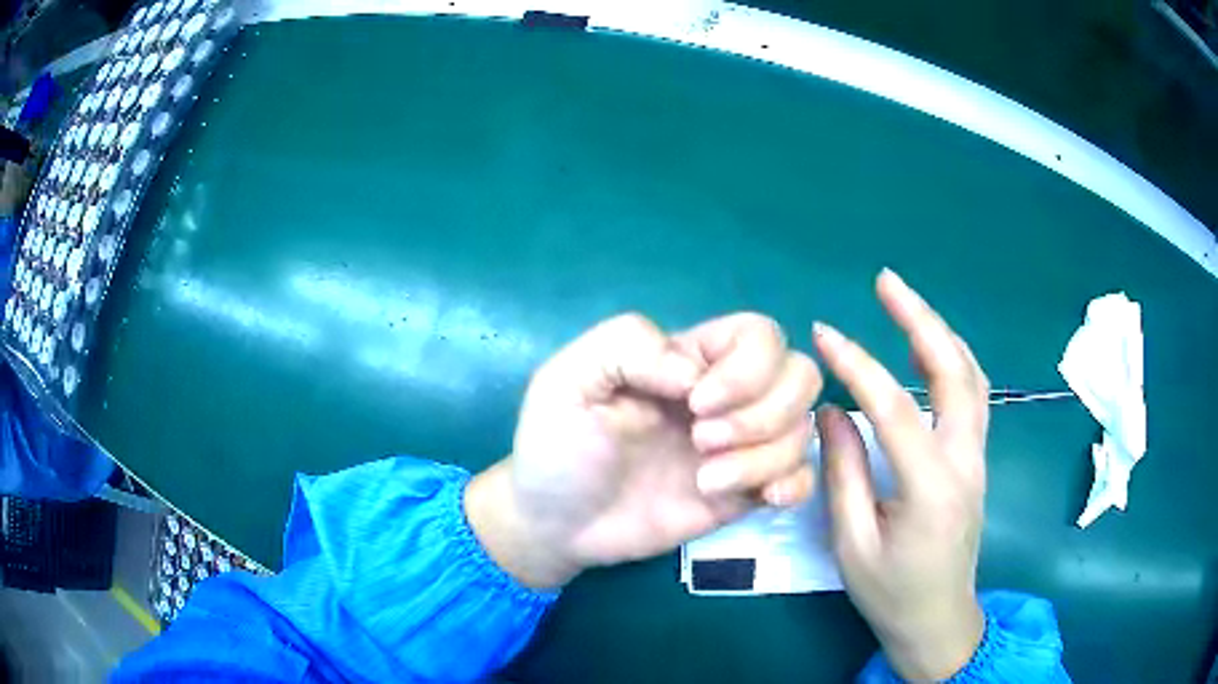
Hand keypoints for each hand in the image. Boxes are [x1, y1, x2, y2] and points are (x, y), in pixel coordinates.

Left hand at [466, 312, 821, 588]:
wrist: (556, 524)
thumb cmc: (557, 447)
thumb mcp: (570, 379)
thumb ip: (628, 346)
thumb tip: (697, 375)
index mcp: (688, 359)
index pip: (760, 334)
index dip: (748, 367)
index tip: (697, 404)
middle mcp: (725, 397)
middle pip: (799, 375)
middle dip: (762, 412)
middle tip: (701, 442)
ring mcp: (739, 447)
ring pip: (802, 427)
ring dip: (764, 456)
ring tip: (706, 482)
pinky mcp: (743, 493)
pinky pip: (801, 477)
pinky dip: (794, 483)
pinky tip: (758, 500)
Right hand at [813, 270, 987, 680]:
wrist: (939, 618)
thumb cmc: (891, 592)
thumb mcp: (852, 545)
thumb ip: (843, 474)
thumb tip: (832, 411)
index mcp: (930, 488)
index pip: (895, 409)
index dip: (858, 365)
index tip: (825, 334)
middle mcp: (965, 460)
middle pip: (954, 372)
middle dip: (921, 320)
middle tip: (887, 281)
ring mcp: (978, 457)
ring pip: (971, 377)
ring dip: (941, 333)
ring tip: (907, 304)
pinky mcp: (976, 459)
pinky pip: (973, 395)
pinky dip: (953, 360)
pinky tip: (930, 349)